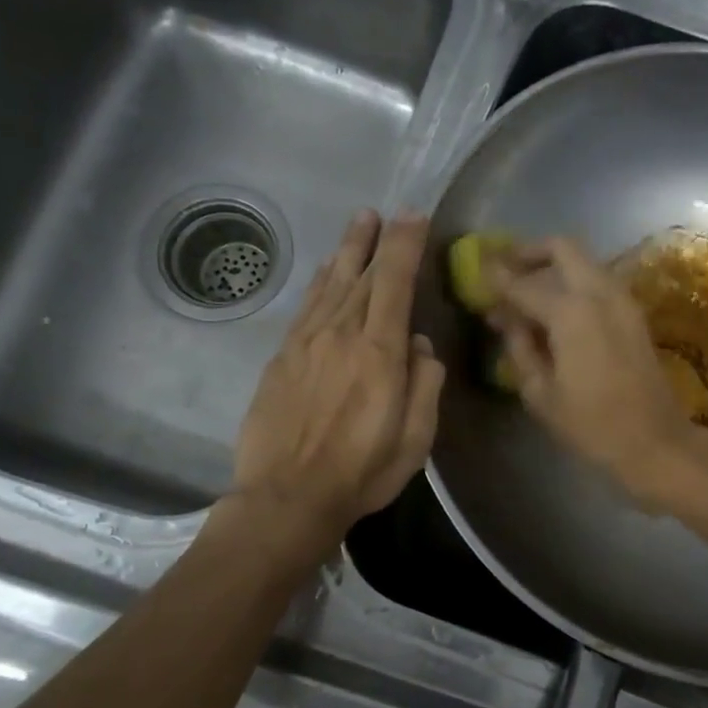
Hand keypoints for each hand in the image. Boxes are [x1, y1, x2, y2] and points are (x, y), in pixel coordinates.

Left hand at [227, 211, 444, 544]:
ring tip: (359, 223)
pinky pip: (306, 305)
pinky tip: (325, 271)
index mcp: (380, 353)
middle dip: (378, 239)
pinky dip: (320, 281)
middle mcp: (342, 334)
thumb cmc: (362, 471)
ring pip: (331, 283)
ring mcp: (307, 342)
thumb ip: (425, 384)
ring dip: (347, 250)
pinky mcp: (282, 356)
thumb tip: (419, 345)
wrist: (288, 495)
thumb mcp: (415, 437)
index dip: (406, 246)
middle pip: (362, 274)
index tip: (414, 217)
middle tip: (387, 212)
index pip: (395, 283)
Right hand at [489, 238, 701, 503]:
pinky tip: (556, 309)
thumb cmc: (591, 425)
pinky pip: (598, 281)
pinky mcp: (634, 314)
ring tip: (527, 291)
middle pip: (563, 248)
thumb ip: (520, 347)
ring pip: (584, 262)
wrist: (655, 441)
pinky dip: (574, 282)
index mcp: (571, 312)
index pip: (523, 283)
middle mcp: (599, 293)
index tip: (476, 270)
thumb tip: (505, 318)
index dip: (496, 277)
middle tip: (505, 268)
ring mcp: (623, 300)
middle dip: (530, 252)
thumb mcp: (541, 393)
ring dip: (554, 266)